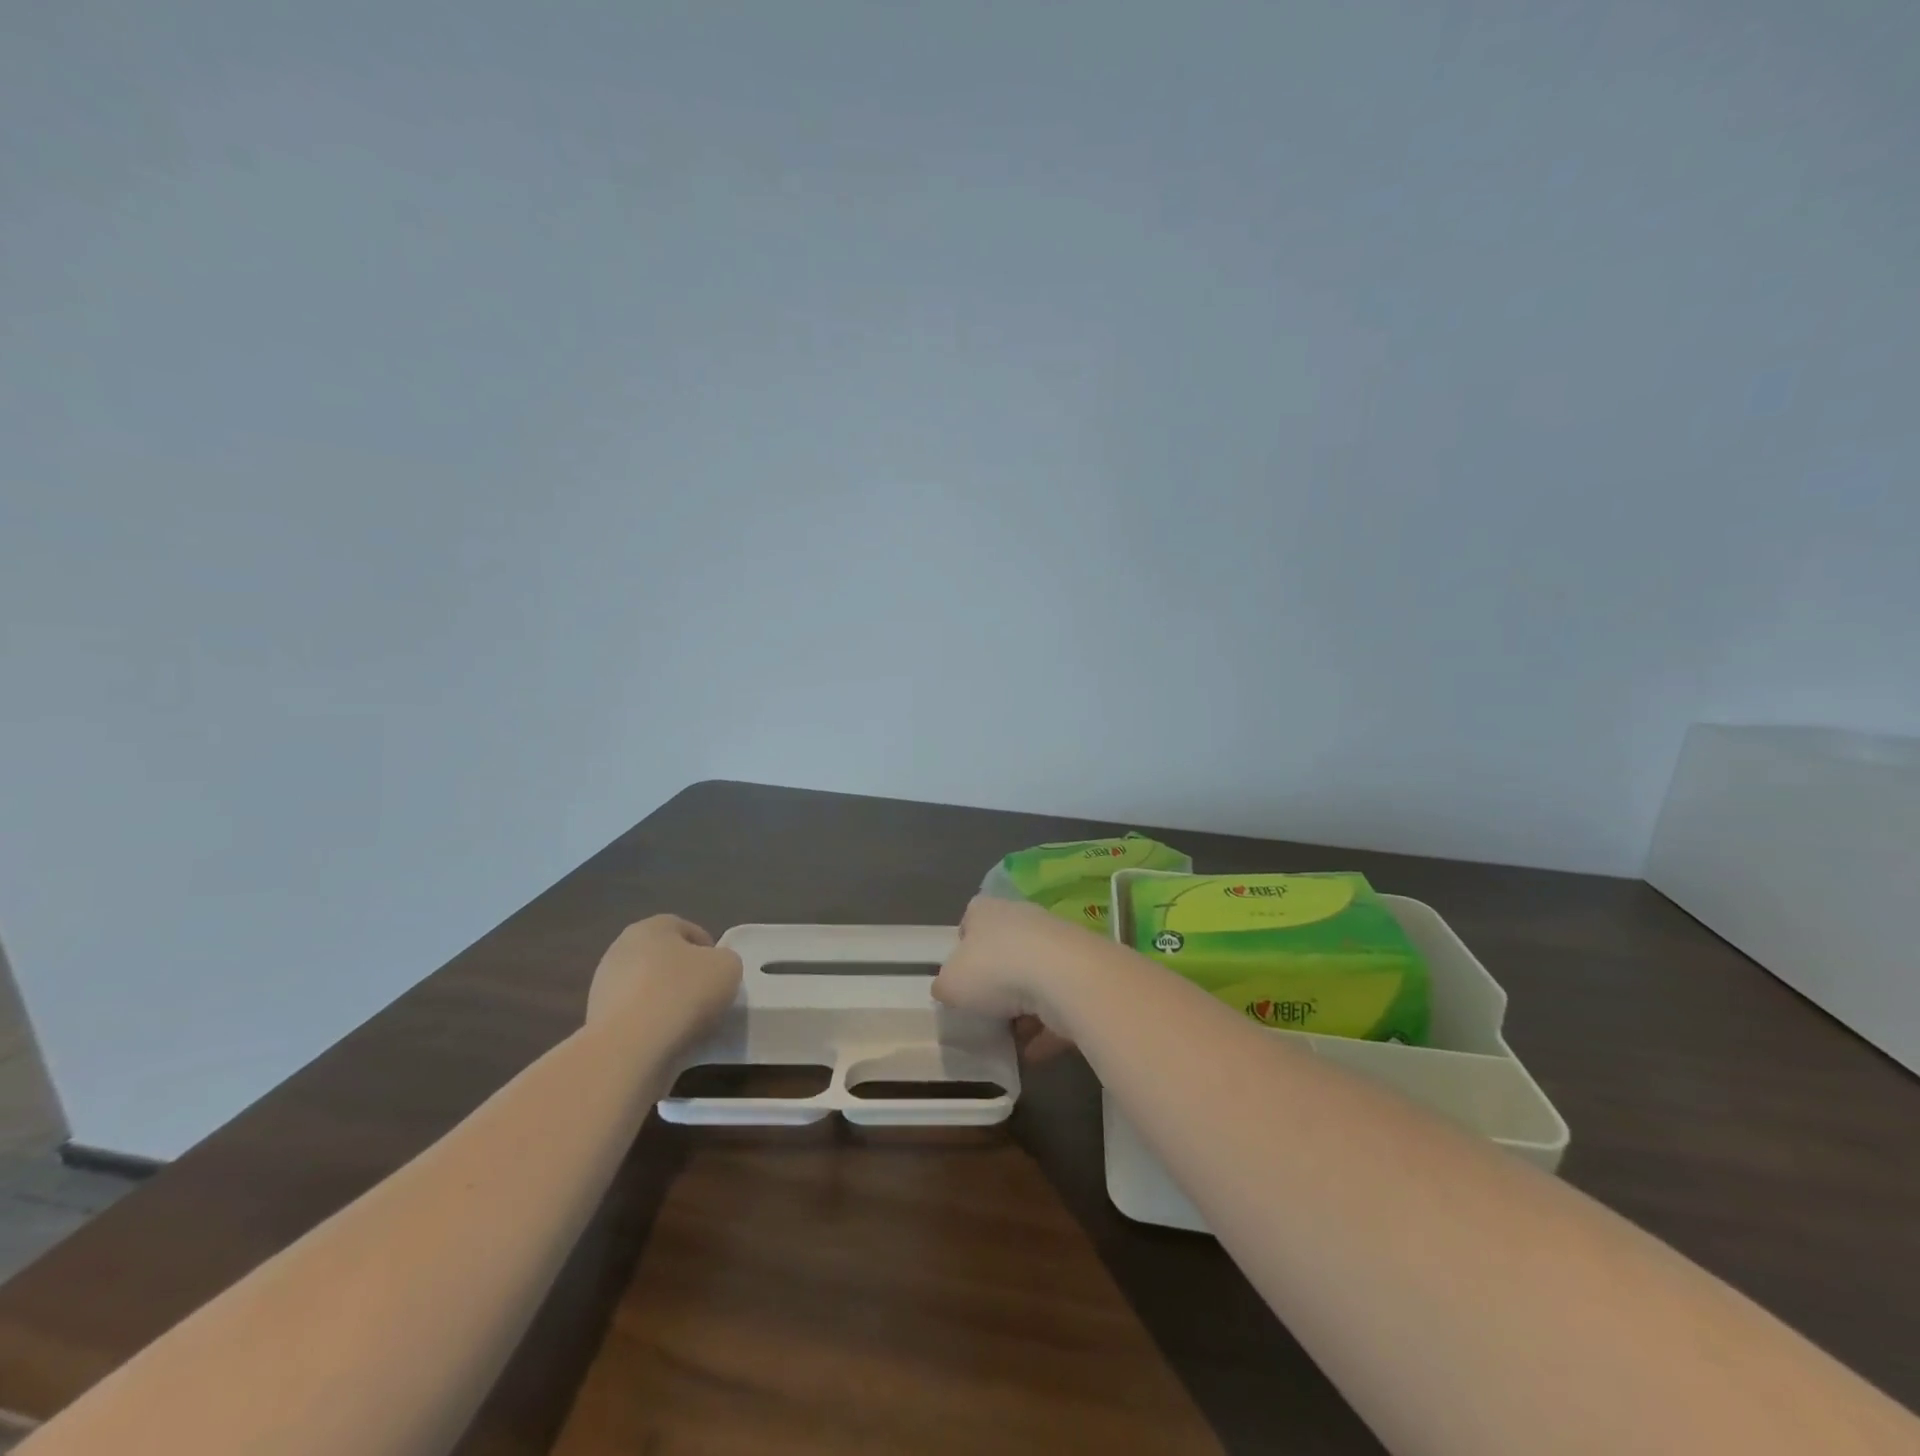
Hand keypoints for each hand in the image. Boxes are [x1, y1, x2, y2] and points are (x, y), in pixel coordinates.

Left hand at [586, 915, 742, 1045]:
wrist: (629, 1050)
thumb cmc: (682, 994)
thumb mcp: (728, 967)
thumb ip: (724, 960)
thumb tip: (712, 969)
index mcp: (651, 927)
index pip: (687, 929)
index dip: (709, 950)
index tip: (721, 975)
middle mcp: (621, 949)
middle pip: (664, 958)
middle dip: (684, 975)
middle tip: (707, 998)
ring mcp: (603, 986)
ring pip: (647, 988)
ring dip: (666, 1001)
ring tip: (688, 1026)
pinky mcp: (595, 1021)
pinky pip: (634, 1017)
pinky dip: (650, 1025)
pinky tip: (665, 1041)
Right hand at [933, 897, 1085, 1062]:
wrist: (1065, 978)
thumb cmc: (995, 970)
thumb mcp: (950, 984)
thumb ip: (946, 986)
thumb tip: (949, 990)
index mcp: (986, 911)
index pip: (970, 921)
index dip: (963, 949)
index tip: (960, 979)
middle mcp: (1022, 918)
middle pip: (1003, 951)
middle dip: (995, 983)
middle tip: (983, 1013)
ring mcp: (1055, 944)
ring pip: (1033, 978)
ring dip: (1023, 1009)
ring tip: (1009, 1040)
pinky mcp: (1080, 972)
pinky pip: (1058, 1003)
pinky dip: (1047, 1027)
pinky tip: (1033, 1053)